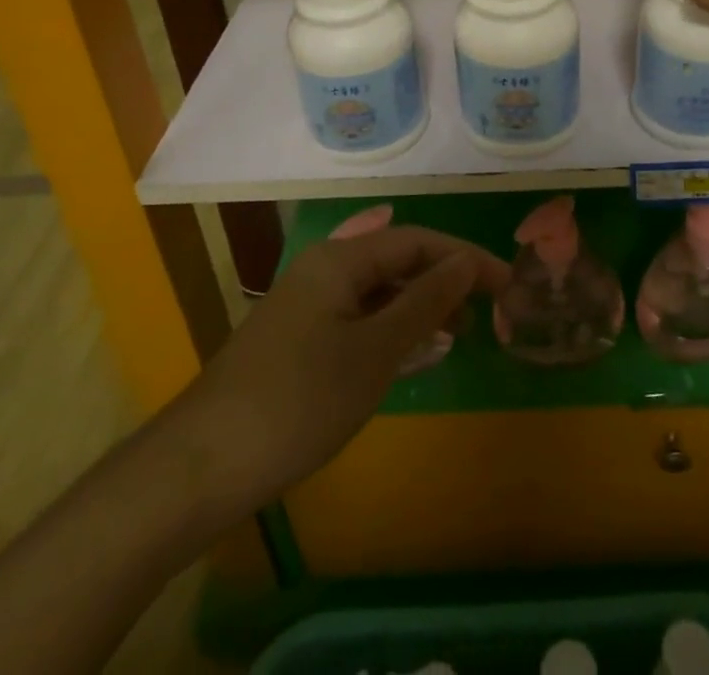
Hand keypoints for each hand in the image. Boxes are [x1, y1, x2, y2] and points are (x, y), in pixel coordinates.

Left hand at [148, 227, 508, 533]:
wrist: (202, 465)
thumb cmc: (299, 400)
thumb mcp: (374, 351)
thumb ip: (425, 302)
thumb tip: (465, 263)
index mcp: (340, 260)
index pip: (417, 241)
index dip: (465, 258)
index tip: (506, 284)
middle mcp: (324, 270)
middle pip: (397, 261)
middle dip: (444, 280)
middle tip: (487, 310)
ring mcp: (308, 306)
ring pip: (378, 292)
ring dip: (420, 306)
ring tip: (458, 331)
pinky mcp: (298, 341)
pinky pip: (359, 320)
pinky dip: (392, 330)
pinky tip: (413, 353)